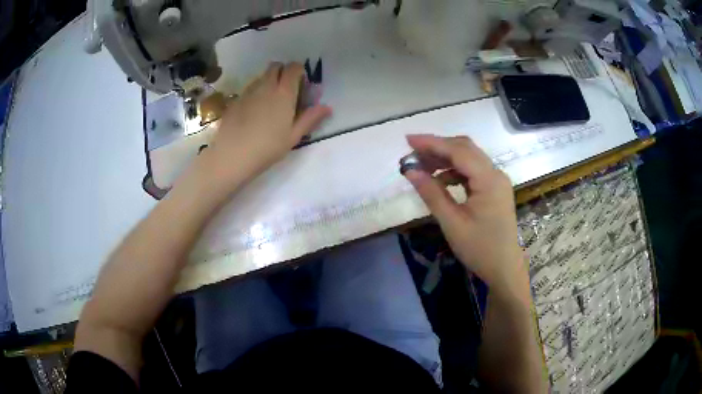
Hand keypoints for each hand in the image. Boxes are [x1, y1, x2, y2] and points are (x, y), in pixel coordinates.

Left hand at [203, 62, 331, 185]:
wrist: (232, 155)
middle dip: (282, 72)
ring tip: (269, 102)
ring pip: (261, 77)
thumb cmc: (268, 148)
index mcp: (284, 93)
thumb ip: (310, 118)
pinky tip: (253, 112)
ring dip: (268, 81)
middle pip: (275, 66)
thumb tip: (327, 107)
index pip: (293, 67)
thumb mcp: (293, 136)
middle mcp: (266, 86)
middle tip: (286, 90)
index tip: (301, 84)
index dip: (299, 71)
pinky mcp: (235, 100)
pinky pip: (249, 89)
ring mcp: (248, 91)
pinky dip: (255, 93)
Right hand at [403, 135, 526, 291]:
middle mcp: (495, 173)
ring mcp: (496, 180)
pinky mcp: (494, 188)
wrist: (504, 268)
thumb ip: (431, 193)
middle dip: (437, 147)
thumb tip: (410, 171)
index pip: (458, 151)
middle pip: (465, 149)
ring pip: (468, 158)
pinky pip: (472, 171)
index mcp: (489, 180)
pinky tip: (439, 180)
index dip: (432, 143)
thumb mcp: (452, 223)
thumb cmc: (480, 249)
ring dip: (445, 158)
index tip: (407, 140)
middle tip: (412, 153)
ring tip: (421, 166)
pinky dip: (454, 171)